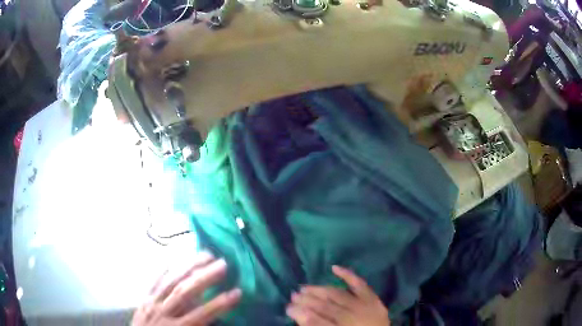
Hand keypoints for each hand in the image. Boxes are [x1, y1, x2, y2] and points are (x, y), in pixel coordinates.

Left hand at [132, 252, 240, 325]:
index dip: (220, 304)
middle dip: (204, 277)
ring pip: (170, 281)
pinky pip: (153, 281)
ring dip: (188, 266)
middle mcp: (163, 312)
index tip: (237, 292)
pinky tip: (172, 258)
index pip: (201, 315)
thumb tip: (219, 319)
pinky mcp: (144, 298)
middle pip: (184, 292)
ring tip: (205, 255)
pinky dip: (164, 269)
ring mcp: (151, 303)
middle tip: (223, 264)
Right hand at [286, 266, 389, 325]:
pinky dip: (348, 275)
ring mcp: (363, 306)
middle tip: (293, 296)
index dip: (300, 314)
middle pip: (324, 307)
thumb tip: (301, 316)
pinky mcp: (372, 299)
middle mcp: (351, 317)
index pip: (316, 321)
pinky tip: (335, 267)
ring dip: (319, 290)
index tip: (288, 308)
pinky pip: (359, 284)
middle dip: (306, 301)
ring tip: (304, 287)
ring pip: (337, 295)